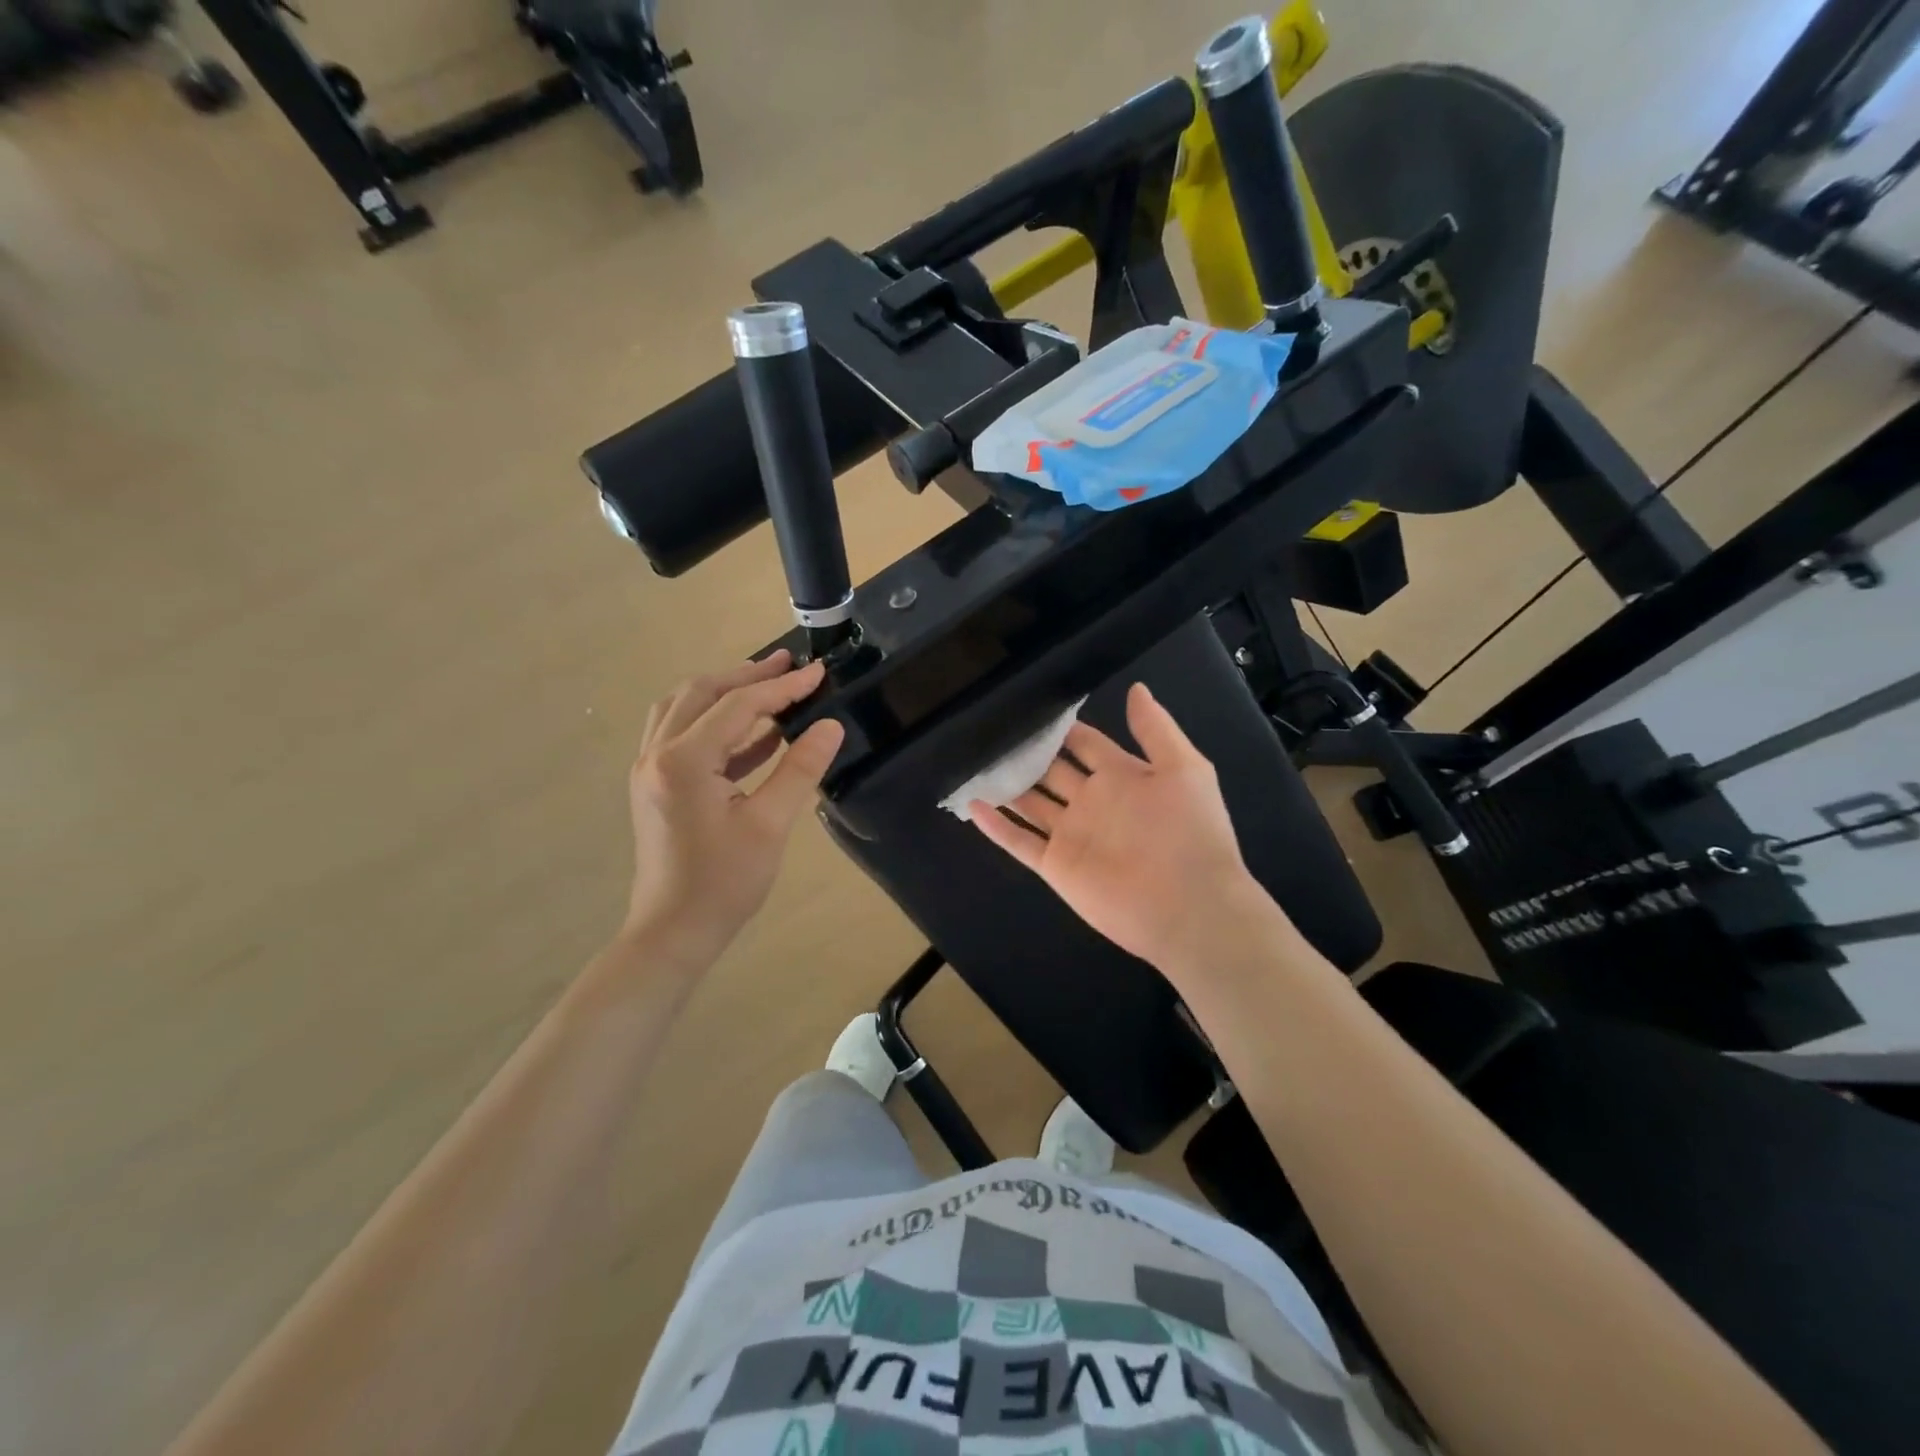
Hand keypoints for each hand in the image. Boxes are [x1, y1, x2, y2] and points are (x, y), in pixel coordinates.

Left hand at [623, 650, 844, 965]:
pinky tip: (756, 733)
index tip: (818, 673)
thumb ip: (799, 769)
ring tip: (769, 687)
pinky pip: (682, 735)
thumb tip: (830, 725)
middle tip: (789, 665)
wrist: (673, 932)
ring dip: (726, 692)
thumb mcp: (770, 825)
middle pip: (701, 693)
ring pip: (684, 708)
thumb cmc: (724, 883)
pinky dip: (717, 723)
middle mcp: (657, 754)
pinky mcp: (655, 785)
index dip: (781, 687)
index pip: (738, 706)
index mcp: (684, 761)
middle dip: (748, 675)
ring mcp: (650, 768)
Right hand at [970, 682, 1276, 974]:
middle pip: (1051, 771)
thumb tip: (1136, 687)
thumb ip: (1156, 729)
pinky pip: (1019, 842)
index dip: (1063, 728)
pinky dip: (996, 826)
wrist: (1190, 906)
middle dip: (1027, 753)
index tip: (1033, 709)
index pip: (1086, 744)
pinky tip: (972, 805)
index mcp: (1121, 776)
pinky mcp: (1056, 865)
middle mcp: (1092, 802)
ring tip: (975, 761)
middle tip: (994, 730)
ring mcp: (1071, 834)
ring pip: (1030, 803)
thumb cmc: (1191, 832)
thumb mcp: (1185, 769)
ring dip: (1006, 785)